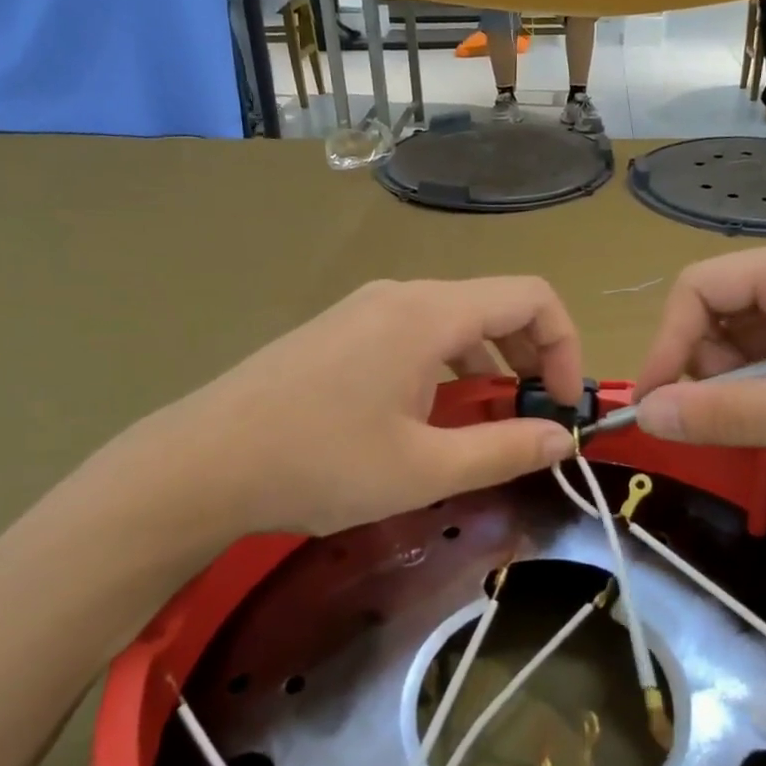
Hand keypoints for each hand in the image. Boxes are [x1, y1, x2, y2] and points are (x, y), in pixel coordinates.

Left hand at [96, 278, 583, 541]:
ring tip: (485, 423)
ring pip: (453, 321)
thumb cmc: (319, 464)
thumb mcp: (424, 469)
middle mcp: (400, 295)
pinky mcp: (339, 331)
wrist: (202, 463)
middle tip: (533, 417)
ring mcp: (364, 309)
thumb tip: (562, 439)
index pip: (530, 298)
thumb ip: (504, 450)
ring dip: (487, 365)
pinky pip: (414, 334)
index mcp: (428, 314)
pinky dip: (446, 366)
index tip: (561, 406)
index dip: (564, 347)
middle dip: (529, 357)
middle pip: (493, 305)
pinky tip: (428, 416)